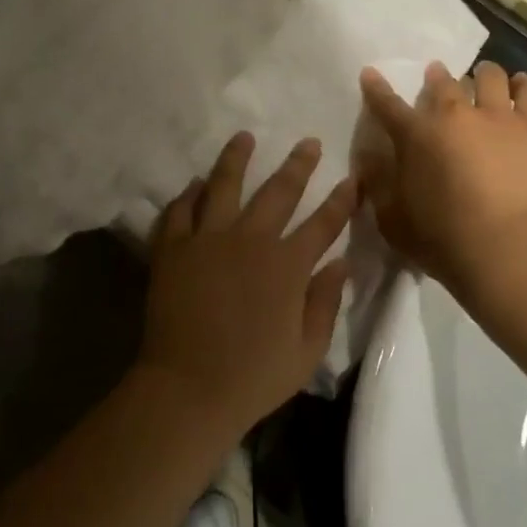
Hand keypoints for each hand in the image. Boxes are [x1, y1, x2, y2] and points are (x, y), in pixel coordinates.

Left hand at [139, 131, 356, 441]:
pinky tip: (195, 183)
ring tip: (244, 136)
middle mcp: (251, 241)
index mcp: (287, 265)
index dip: (342, 200)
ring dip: (236, 158)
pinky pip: (180, 210)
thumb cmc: (253, 377)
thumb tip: (342, 263)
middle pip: (278, 191)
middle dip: (298, 165)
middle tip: (308, 142)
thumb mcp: (307, 351)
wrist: (187, 390)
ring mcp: (208, 240)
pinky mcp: (173, 249)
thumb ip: (326, 303)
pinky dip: (188, 194)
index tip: (353, 179)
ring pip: (224, 185)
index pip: (323, 223)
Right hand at [357, 59, 526, 297]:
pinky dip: (522, 84)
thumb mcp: (391, 219)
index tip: (370, 74)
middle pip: (442, 83)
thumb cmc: (442, 239)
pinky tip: (519, 85)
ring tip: (483, 76)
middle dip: (436, 76)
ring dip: (482, 74)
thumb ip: (378, 184)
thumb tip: (370, 158)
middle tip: (437, 77)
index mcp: (415, 136)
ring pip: (489, 77)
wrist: (506, 248)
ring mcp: (497, 116)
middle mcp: (454, 115)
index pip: (387, 105)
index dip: (376, 88)